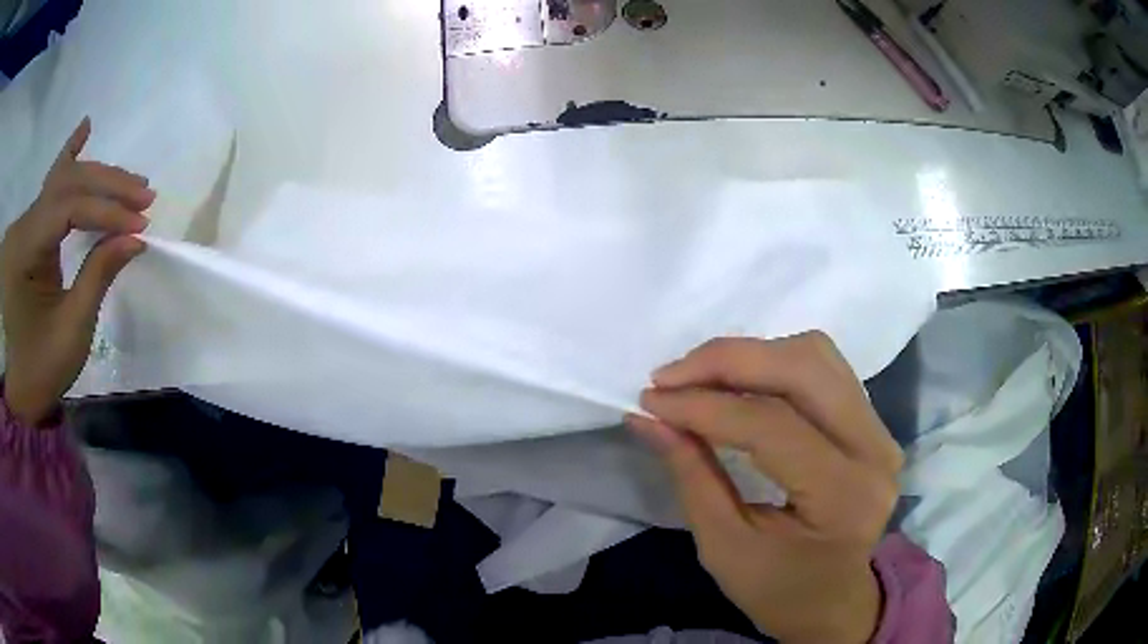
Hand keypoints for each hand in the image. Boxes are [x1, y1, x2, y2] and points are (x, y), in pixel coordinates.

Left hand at [1, 118, 153, 425]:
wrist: (19, 385)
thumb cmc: (41, 368)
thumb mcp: (71, 331)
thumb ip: (98, 276)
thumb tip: (135, 236)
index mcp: (24, 251)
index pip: (68, 208)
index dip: (105, 211)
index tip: (140, 223)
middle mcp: (23, 224)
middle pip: (68, 183)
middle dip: (107, 186)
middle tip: (145, 196)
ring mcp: (26, 222)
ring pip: (63, 179)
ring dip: (98, 176)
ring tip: (132, 182)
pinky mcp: (30, 227)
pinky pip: (51, 184)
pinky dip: (70, 155)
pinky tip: (86, 128)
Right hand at [628, 333, 902, 643]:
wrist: (833, 602)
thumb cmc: (778, 590)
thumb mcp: (724, 547)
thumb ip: (692, 475)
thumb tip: (649, 417)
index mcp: (843, 496)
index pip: (772, 426)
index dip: (704, 407)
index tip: (650, 401)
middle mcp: (875, 449)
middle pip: (803, 368)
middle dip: (727, 361)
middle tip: (670, 377)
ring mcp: (880, 430)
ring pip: (815, 355)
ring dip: (750, 356)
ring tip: (697, 378)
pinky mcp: (873, 422)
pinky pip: (822, 368)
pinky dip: (772, 363)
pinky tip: (737, 383)